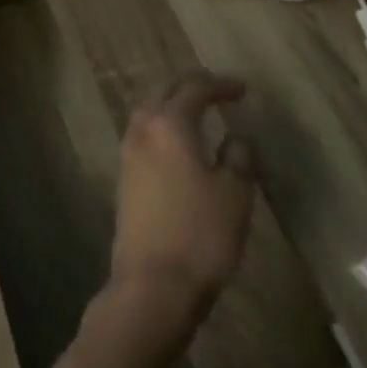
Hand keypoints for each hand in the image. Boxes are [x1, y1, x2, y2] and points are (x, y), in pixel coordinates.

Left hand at [109, 70, 255, 328]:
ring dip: (170, 104)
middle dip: (189, 85)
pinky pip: (142, 136)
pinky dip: (160, 127)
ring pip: (147, 112)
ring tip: (195, 110)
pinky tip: (175, 142)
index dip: (219, 84)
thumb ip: (238, 159)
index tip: (242, 88)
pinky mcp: (124, 178)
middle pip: (162, 93)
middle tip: (215, 89)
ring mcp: (128, 155)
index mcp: (169, 125)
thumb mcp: (234, 195)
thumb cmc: (200, 235)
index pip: (194, 89)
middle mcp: (142, 131)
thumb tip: (235, 139)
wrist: (152, 283)